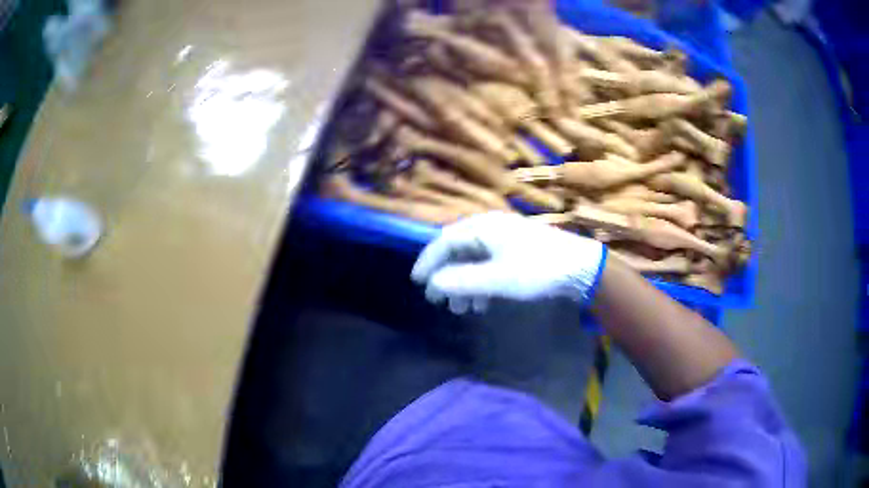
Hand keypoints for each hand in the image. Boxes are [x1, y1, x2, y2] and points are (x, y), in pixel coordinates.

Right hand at [411, 212, 606, 313]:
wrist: (580, 268)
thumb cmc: (538, 270)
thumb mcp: (497, 279)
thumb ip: (462, 281)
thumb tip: (434, 284)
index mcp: (483, 228)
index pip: (444, 241)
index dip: (428, 261)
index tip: (417, 282)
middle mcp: (491, 228)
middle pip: (457, 251)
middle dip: (446, 277)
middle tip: (438, 300)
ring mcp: (505, 239)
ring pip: (473, 260)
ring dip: (463, 284)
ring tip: (461, 309)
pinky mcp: (516, 251)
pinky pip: (488, 265)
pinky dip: (480, 283)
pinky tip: (482, 302)